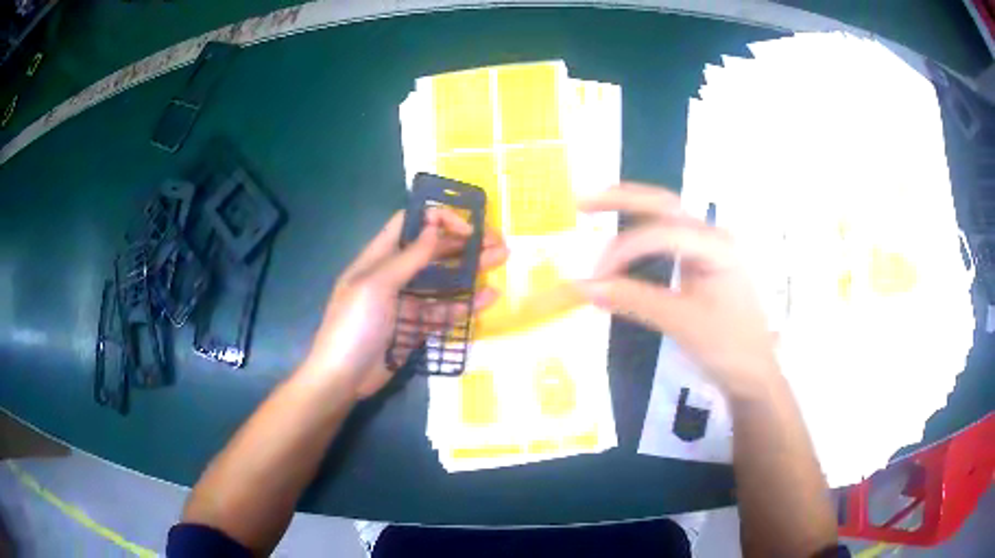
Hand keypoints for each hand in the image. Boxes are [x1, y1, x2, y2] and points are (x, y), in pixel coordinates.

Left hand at [299, 209, 508, 398]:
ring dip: (470, 269)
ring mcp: (407, 302)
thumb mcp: (376, 286)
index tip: (467, 229)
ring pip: (443, 280)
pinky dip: (466, 303)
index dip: (438, 219)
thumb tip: (434, 226)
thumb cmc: (353, 325)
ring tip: (501, 259)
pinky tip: (489, 297)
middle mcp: (394, 275)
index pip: (410, 224)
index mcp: (379, 257)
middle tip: (497, 241)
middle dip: (463, 243)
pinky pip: (444, 311)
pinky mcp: (416, 327)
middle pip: (432, 250)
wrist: (342, 378)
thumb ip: (408, 257)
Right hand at [576, 183, 778, 399]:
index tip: (594, 279)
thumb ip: (633, 300)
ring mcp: (708, 248)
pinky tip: (621, 240)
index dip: (622, 251)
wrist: (754, 373)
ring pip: (665, 216)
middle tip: (580, 203)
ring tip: (593, 208)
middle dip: (622, 199)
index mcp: (716, 246)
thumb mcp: (681, 323)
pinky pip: (667, 239)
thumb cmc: (728, 347)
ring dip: (630, 210)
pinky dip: (639, 236)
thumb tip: (582, 288)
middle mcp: (712, 237)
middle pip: (663, 205)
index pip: (660, 234)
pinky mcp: (701, 264)